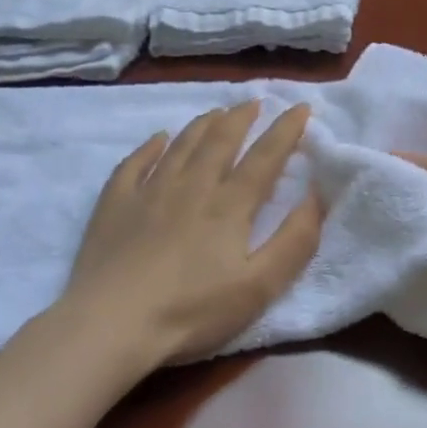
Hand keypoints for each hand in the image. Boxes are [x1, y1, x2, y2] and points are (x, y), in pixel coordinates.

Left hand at [58, 101, 322, 366]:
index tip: (301, 108)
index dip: (286, 130)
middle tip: (254, 102)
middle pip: (221, 140)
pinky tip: (157, 139)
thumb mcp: (259, 287)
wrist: (110, 325)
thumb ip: (294, 241)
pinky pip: (134, 163)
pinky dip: (150, 147)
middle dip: (242, 117)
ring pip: (181, 145)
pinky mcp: (115, 205)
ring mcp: (149, 192)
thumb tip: (316, 195)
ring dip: (203, 125)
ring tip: (216, 112)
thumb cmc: (192, 311)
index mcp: (230, 204)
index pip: (265, 156)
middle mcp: (192, 186)